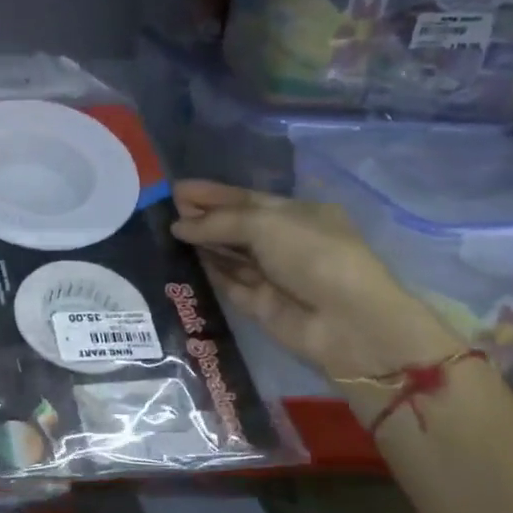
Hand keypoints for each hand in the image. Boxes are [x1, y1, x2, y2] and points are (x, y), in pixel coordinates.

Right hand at [170, 179, 458, 380]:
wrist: (347, 322)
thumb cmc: (313, 256)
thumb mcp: (266, 224)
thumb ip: (219, 221)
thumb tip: (179, 225)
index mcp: (298, 214)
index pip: (247, 199)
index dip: (213, 194)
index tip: (178, 190)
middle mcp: (285, 242)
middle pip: (236, 226)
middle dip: (204, 217)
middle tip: (165, 210)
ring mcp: (273, 275)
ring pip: (229, 254)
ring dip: (202, 243)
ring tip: (165, 233)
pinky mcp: (260, 305)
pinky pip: (228, 283)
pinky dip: (207, 272)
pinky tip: (181, 260)